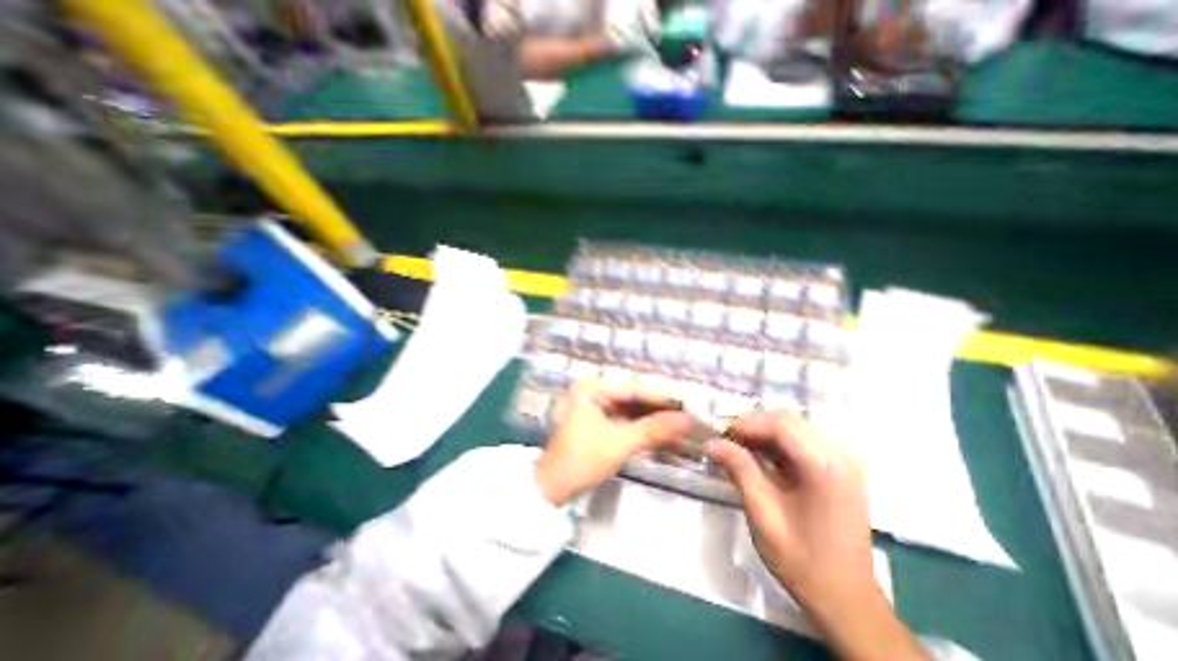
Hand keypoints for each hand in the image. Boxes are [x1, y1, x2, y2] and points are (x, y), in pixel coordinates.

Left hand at [538, 378, 697, 506]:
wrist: (550, 491)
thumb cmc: (580, 460)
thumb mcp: (619, 443)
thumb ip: (654, 429)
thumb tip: (688, 420)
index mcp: (591, 388)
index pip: (634, 389)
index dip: (663, 398)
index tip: (689, 404)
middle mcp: (593, 393)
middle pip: (633, 400)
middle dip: (660, 412)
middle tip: (689, 418)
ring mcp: (594, 409)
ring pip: (631, 413)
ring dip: (654, 422)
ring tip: (682, 428)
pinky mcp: (597, 425)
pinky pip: (625, 424)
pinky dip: (642, 431)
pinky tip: (663, 437)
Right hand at [702, 410, 934, 657]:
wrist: (846, 600)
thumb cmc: (802, 561)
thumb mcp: (763, 514)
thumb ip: (739, 469)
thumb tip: (710, 442)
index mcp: (825, 467)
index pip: (780, 424)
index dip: (746, 422)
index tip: (718, 432)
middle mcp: (839, 456)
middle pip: (788, 420)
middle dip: (752, 425)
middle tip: (725, 439)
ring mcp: (843, 461)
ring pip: (793, 427)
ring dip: (762, 432)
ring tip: (736, 446)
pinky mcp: (838, 468)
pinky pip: (801, 441)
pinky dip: (775, 443)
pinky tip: (757, 456)